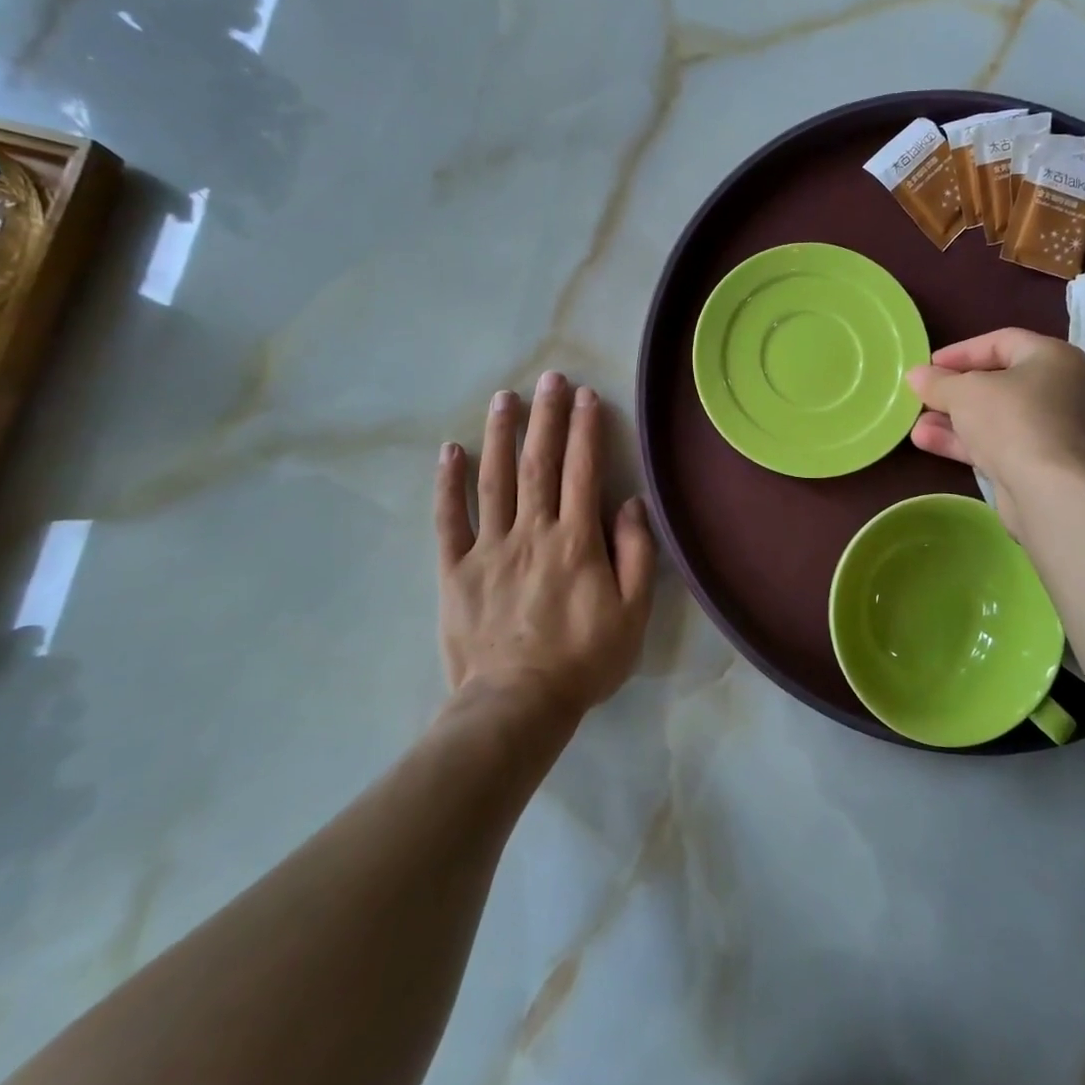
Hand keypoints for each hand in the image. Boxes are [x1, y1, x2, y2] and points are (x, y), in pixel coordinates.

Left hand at [434, 372, 655, 720]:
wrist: (516, 706)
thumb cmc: (583, 660)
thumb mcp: (632, 614)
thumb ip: (636, 554)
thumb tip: (629, 503)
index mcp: (575, 541)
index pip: (582, 471)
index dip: (584, 429)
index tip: (585, 395)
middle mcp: (532, 532)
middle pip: (539, 463)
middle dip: (546, 417)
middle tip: (549, 377)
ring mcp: (489, 548)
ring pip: (494, 479)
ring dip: (500, 434)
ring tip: (504, 397)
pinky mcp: (456, 569)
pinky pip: (449, 519)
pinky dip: (449, 483)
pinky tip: (450, 450)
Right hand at [906, 328, 1084, 540]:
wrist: (1055, 493)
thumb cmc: (1013, 421)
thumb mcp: (965, 392)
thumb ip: (938, 382)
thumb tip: (917, 375)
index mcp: (1053, 358)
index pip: (1002, 342)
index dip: (961, 351)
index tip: (928, 365)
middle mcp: (1061, 390)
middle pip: (999, 382)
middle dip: (954, 392)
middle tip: (922, 397)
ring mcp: (1054, 432)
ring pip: (995, 418)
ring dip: (953, 420)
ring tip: (916, 425)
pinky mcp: (1042, 466)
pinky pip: (999, 445)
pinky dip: (966, 443)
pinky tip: (927, 443)